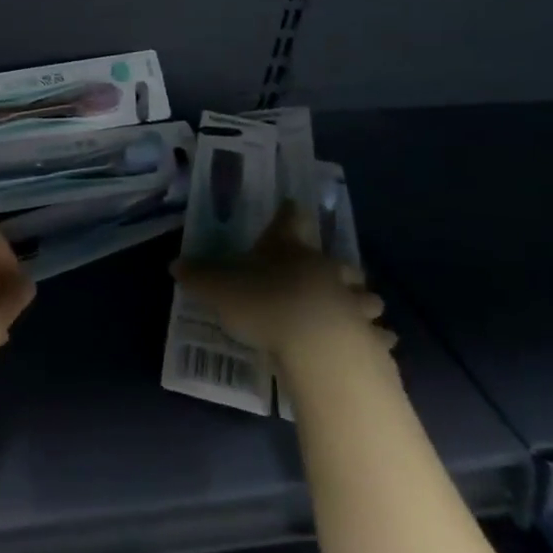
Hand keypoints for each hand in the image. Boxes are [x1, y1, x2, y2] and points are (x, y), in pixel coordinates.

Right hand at [171, 201, 393, 372]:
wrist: (315, 344)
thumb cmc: (264, 303)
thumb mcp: (218, 288)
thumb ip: (198, 276)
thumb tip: (175, 265)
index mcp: (289, 250)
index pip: (291, 220)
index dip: (290, 214)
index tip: (291, 207)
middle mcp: (325, 269)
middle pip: (338, 260)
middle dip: (336, 267)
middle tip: (326, 275)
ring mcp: (352, 302)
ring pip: (366, 296)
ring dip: (361, 301)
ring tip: (354, 311)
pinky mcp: (369, 336)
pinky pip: (378, 334)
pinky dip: (376, 337)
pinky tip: (371, 343)